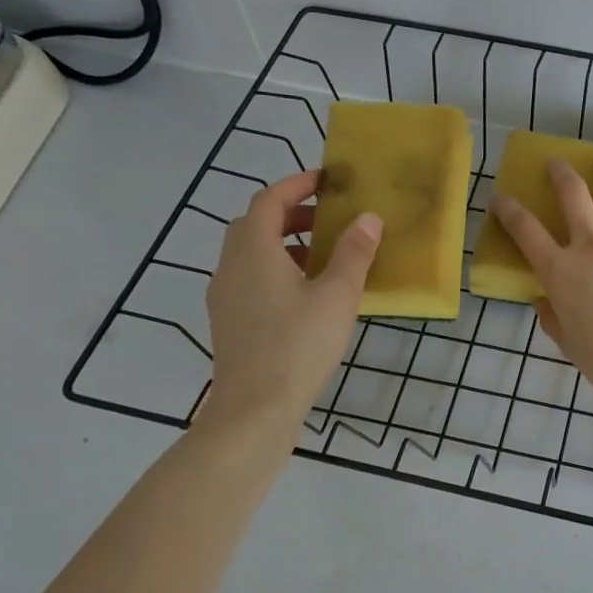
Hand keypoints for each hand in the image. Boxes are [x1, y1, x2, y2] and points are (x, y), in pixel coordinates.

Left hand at [200, 170, 380, 433]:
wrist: (253, 411)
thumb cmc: (298, 346)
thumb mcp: (337, 296)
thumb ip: (353, 253)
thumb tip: (368, 218)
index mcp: (254, 252)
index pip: (269, 200)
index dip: (296, 185)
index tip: (327, 181)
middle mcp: (230, 267)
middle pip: (255, 224)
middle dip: (290, 213)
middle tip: (328, 218)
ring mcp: (224, 296)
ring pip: (250, 252)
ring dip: (283, 242)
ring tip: (322, 255)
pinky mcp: (228, 321)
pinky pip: (249, 277)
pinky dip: (275, 268)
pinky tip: (305, 293)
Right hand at [489, 156, 592, 405]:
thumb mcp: (567, 343)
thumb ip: (551, 317)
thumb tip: (542, 301)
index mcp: (561, 272)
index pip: (525, 230)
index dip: (508, 210)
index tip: (500, 198)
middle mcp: (591, 246)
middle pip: (573, 194)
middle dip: (561, 173)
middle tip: (557, 163)